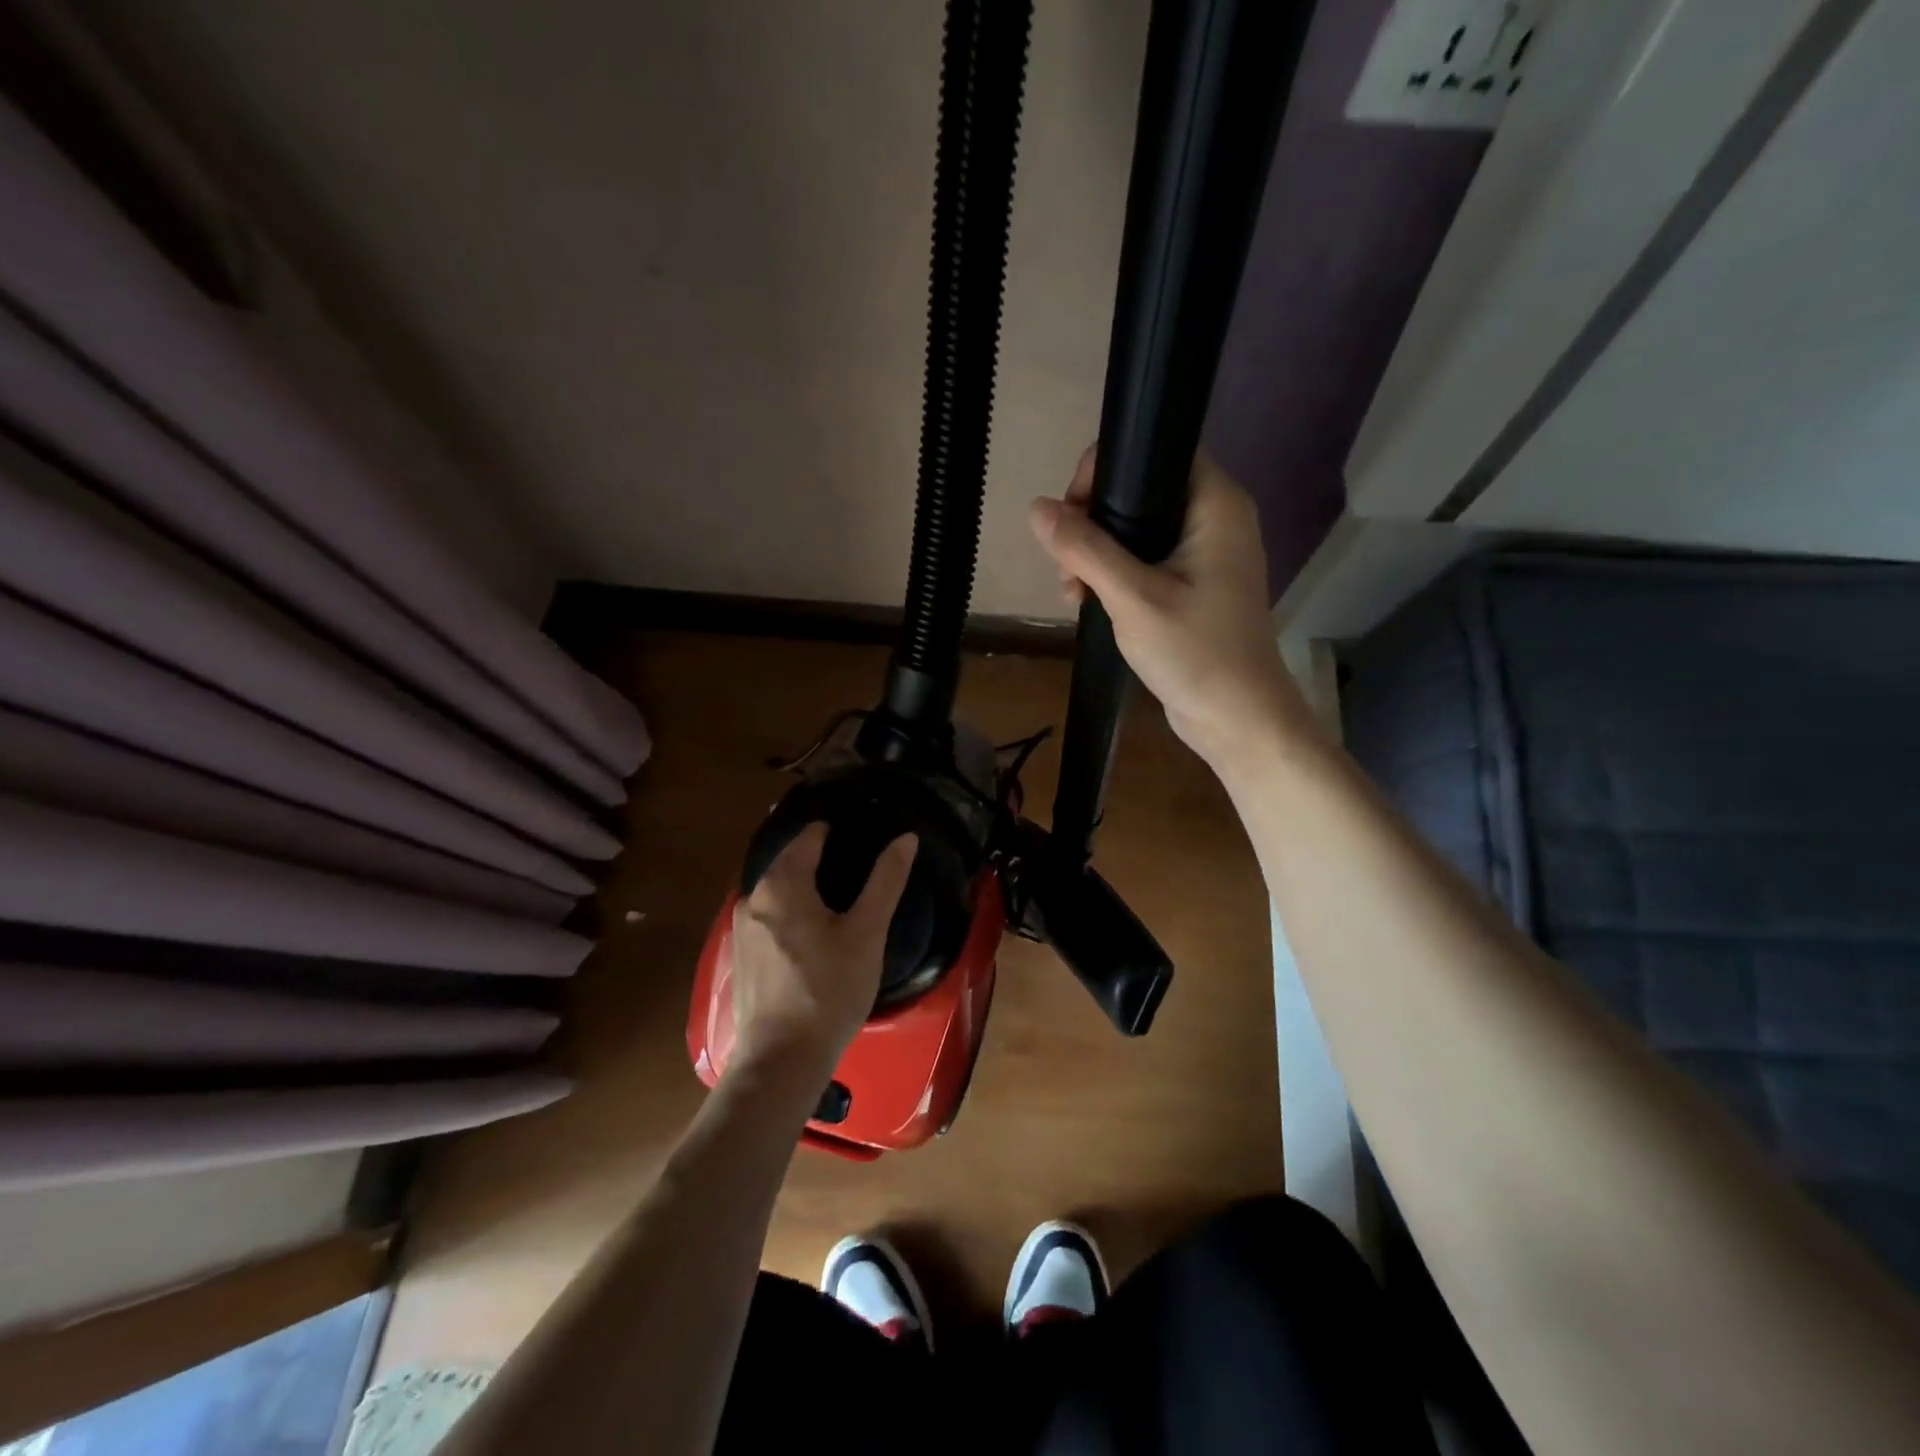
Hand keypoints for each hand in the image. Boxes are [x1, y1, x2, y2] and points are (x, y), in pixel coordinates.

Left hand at [727, 825, 918, 1080]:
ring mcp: (741, 927)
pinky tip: (812, 932)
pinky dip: (790, 911)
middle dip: (820, 857)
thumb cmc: (830, 991)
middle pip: (789, 861)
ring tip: (840, 897)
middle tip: (858, 867)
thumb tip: (906, 838)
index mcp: (781, 883)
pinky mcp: (740, 955)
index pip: (810, 836)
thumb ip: (886, 880)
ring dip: (804, 886)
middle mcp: (752, 896)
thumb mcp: (867, 932)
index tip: (863, 837)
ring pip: (777, 889)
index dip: (837, 832)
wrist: (782, 1061)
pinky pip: (768, 915)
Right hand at [1029, 448, 1315, 766]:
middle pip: (1139, 491)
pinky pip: (1144, 560)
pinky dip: (1113, 575)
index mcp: (1215, 504)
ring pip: (1136, 530)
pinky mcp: (1193, 584)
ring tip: (1071, 593)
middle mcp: (1214, 518)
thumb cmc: (1195, 652)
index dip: (1106, 470)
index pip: (1155, 452)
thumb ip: (1085, 549)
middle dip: (1092, 522)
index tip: (1072, 513)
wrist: (1236, 718)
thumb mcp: (1133, 597)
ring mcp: (1204, 553)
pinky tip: (1086, 602)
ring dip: (1096, 554)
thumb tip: (1037, 508)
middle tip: (1066, 564)